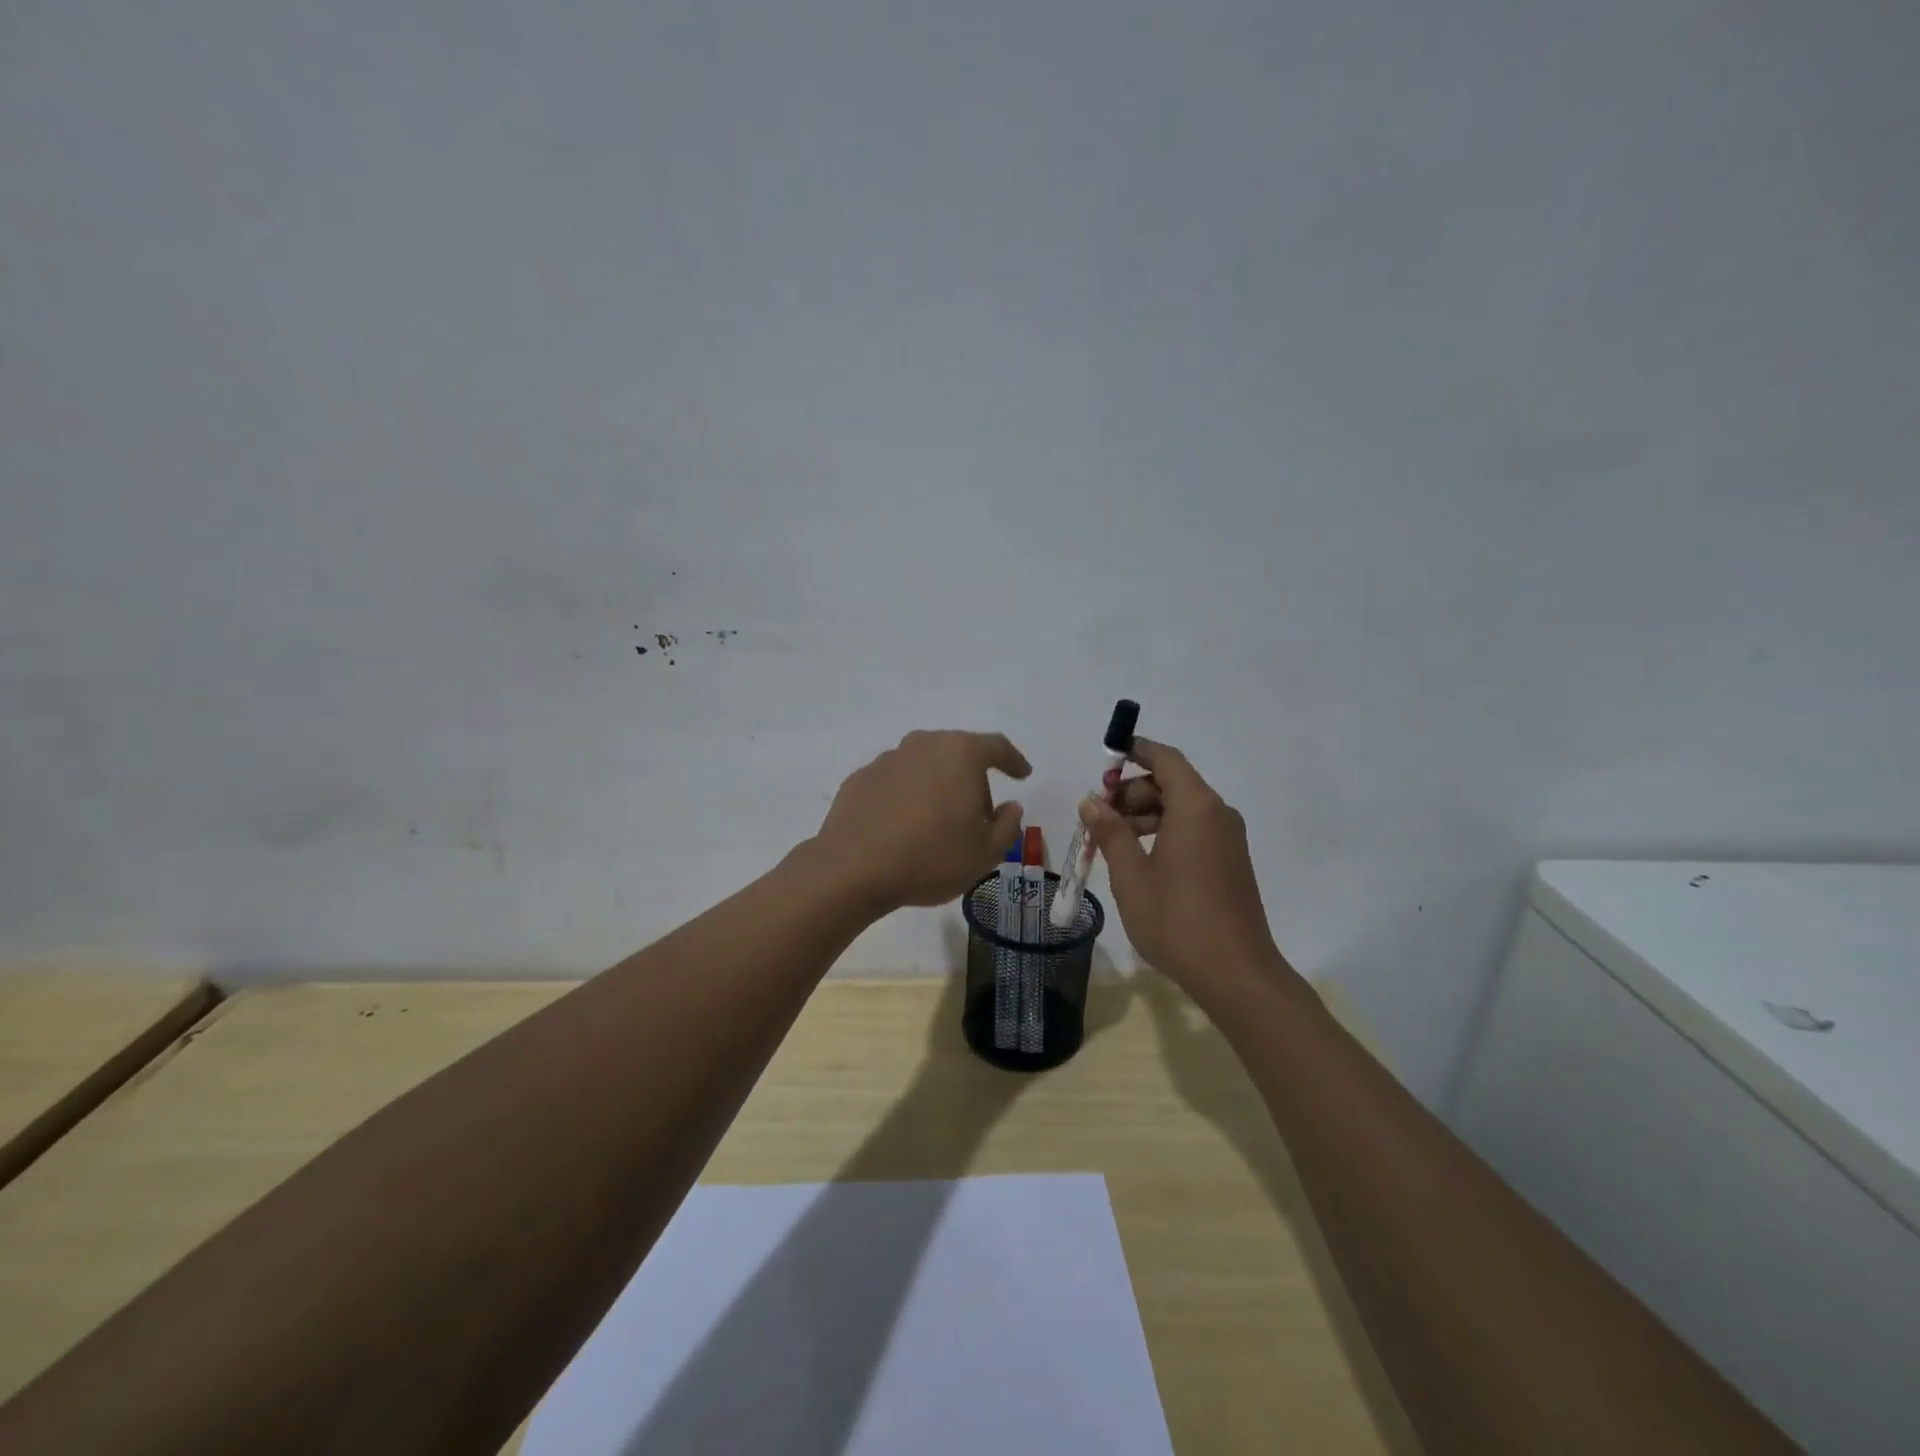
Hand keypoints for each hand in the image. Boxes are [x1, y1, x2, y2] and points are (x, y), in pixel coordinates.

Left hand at [814, 730, 1029, 910]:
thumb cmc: (931, 858)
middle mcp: (923, 745)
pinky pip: (896, 782)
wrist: (853, 869)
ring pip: (925, 765)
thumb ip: (1007, 825)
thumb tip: (1009, 807)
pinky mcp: (860, 778)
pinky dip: (907, 797)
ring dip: (937, 786)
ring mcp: (887, 759)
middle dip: (973, 778)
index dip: (1014, 760)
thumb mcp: (985, 853)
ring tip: (938, 823)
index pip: (996, 746)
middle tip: (979, 813)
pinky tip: (904, 827)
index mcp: (960, 754)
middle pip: (958, 753)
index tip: (1022, 774)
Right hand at [1078, 738, 1297, 1008]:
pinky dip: (1165, 832)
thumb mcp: (1131, 876)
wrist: (1236, 974)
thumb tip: (1092, 802)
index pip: (1165, 759)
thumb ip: (1110, 832)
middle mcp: (1217, 814)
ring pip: (1182, 808)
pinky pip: (1194, 829)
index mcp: (1195, 807)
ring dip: (1145, 815)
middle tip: (1099, 819)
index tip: (1106, 760)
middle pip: (1172, 782)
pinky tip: (1140, 861)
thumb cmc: (1177, 920)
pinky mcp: (1230, 861)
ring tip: (1113, 844)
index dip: (1135, 751)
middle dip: (1132, 792)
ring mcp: (1228, 839)